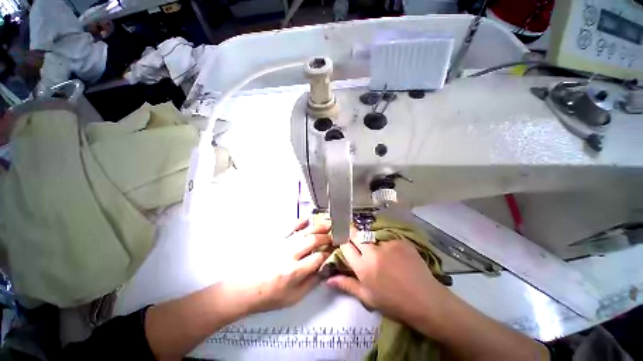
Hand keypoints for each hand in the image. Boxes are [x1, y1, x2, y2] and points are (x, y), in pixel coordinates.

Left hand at [227, 219, 332, 314]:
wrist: (245, 289)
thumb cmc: (270, 296)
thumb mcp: (293, 298)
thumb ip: (311, 283)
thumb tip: (325, 269)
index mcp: (295, 271)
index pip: (319, 257)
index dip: (329, 252)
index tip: (335, 250)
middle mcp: (290, 254)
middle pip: (313, 240)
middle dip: (327, 237)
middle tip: (335, 235)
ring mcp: (282, 244)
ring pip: (304, 232)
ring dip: (318, 227)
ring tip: (328, 224)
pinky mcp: (276, 239)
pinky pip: (290, 227)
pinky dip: (299, 221)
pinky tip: (307, 219)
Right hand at [327, 239, 441, 323]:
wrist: (426, 300)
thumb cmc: (393, 302)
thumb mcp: (367, 297)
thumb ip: (347, 285)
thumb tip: (328, 279)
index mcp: (363, 267)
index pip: (345, 245)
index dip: (343, 242)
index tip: (343, 242)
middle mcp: (373, 251)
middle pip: (356, 235)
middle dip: (352, 235)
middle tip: (356, 241)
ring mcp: (388, 244)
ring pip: (371, 237)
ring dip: (371, 243)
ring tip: (380, 254)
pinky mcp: (400, 241)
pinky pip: (387, 239)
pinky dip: (387, 245)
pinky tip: (395, 256)